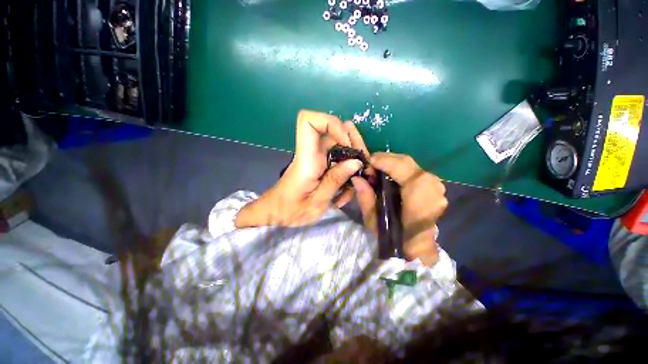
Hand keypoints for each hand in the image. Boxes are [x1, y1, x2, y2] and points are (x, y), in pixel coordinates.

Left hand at [235, 110, 369, 227]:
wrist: (277, 212)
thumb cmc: (291, 210)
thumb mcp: (317, 202)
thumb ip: (335, 180)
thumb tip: (356, 162)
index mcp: (307, 159)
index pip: (308, 121)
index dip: (331, 123)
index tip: (346, 143)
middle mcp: (312, 153)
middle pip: (335, 130)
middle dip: (354, 144)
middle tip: (363, 164)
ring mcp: (317, 157)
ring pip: (341, 145)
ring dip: (353, 160)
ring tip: (356, 181)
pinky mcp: (321, 164)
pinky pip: (339, 159)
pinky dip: (347, 170)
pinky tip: (347, 188)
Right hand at [351, 153, 447, 266]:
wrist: (417, 251)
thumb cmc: (395, 239)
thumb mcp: (374, 221)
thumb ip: (366, 198)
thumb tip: (357, 178)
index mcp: (419, 197)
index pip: (402, 167)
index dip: (383, 161)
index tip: (367, 162)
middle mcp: (432, 187)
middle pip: (407, 162)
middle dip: (385, 160)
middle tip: (370, 167)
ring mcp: (436, 187)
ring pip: (411, 165)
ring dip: (392, 164)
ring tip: (377, 170)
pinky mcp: (434, 188)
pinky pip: (414, 171)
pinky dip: (399, 169)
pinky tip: (388, 175)